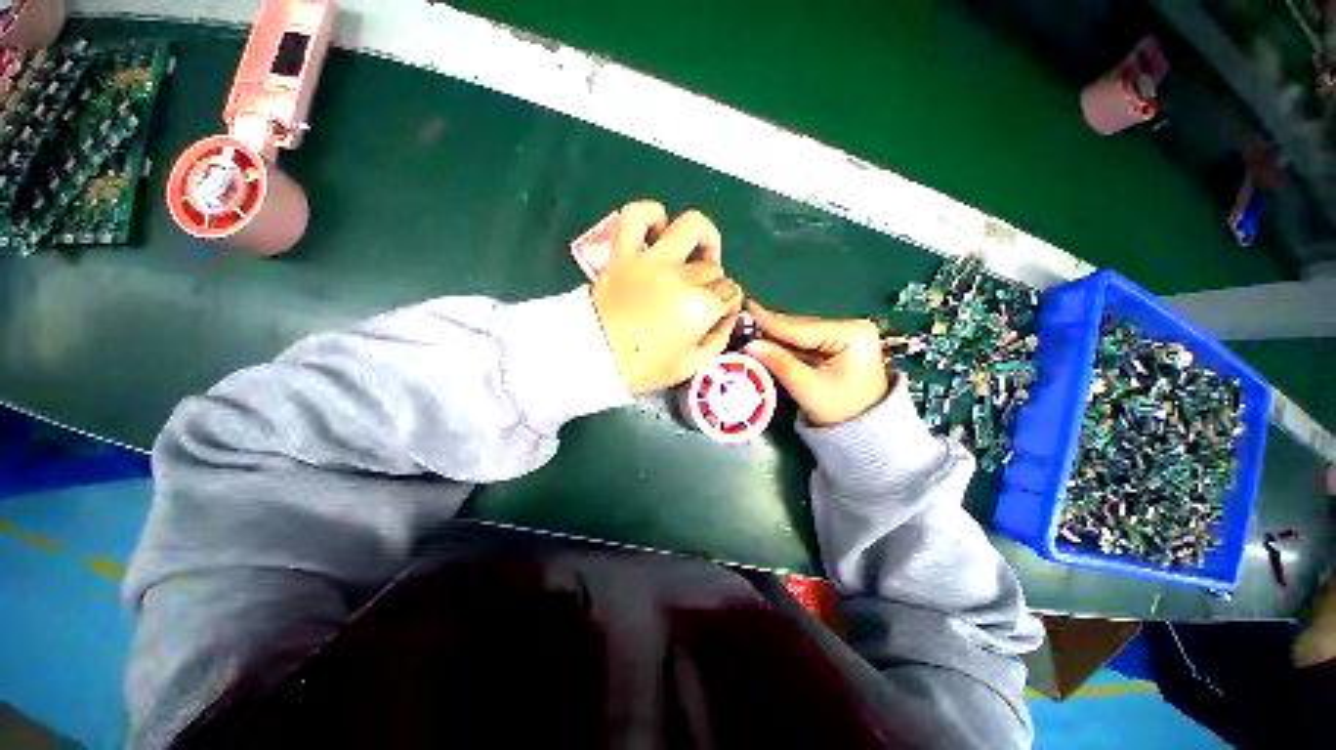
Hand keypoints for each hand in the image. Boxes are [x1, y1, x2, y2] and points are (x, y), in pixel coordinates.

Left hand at [591, 201, 742, 394]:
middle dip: (713, 284)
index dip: (728, 304)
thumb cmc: (644, 368)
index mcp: (700, 307)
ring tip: (695, 254)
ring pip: (690, 226)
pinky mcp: (623, 253)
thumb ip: (718, 338)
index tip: (719, 314)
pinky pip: (636, 215)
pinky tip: (659, 230)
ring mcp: (651, 260)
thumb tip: (728, 315)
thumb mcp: (692, 365)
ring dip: (702, 237)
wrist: (593, 358)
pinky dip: (651, 214)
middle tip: (701, 298)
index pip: (730, 293)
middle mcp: (681, 277)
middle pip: (712, 267)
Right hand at [743, 301, 890, 426]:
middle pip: (801, 327)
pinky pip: (806, 342)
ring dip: (776, 336)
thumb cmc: (841, 410)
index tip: (745, 310)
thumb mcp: (807, 388)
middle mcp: (851, 326)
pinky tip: (767, 342)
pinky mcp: (839, 343)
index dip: (770, 322)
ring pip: (801, 333)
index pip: (801, 328)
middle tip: (741, 322)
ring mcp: (846, 334)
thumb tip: (750, 345)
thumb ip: (779, 363)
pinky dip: (787, 345)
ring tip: (749, 330)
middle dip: (771, 329)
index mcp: (851, 334)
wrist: (866, 431)